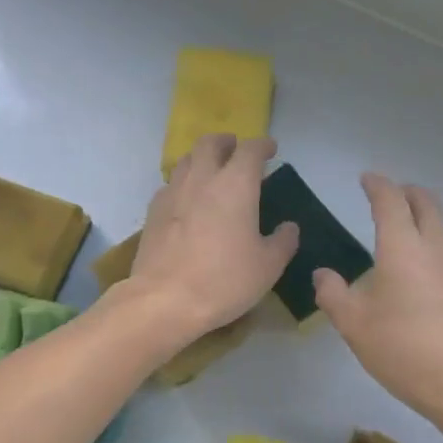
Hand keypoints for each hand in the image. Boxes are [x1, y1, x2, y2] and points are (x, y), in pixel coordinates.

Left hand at [126, 134, 298, 338]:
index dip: (263, 146)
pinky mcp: (153, 212)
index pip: (250, 150)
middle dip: (226, 142)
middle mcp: (202, 179)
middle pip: (210, 144)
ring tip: (212, 173)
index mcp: (235, 185)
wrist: (164, 300)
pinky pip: (170, 185)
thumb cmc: (224, 280)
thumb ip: (283, 242)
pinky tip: (188, 202)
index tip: (271, 149)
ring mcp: (173, 193)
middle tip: (236, 151)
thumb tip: (289, 228)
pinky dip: (183, 183)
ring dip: (202, 159)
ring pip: (186, 160)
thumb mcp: (268, 266)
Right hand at [313, 174, 442, 431]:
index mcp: (403, 247)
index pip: (391, 200)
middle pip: (427, 203)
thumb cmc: (405, 350)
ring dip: (424, 219)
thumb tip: (322, 274)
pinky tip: (422, 275)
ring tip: (403, 234)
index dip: (377, 185)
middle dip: (407, 192)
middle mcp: (436, 248)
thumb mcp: (354, 325)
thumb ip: (333, 294)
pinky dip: (434, 247)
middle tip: (389, 196)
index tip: (367, 179)